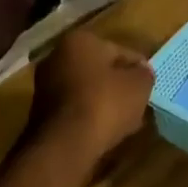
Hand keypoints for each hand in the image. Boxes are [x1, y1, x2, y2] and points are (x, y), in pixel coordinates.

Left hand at [32, 29, 154, 158]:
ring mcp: (45, 85)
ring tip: (123, 121)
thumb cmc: (104, 104)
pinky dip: (88, 116)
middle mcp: (57, 56)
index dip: (137, 68)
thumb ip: (144, 74)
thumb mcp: (139, 85)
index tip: (148, 85)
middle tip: (136, 101)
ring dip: (103, 102)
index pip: (120, 51)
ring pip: (86, 90)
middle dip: (117, 84)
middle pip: (99, 69)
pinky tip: (103, 132)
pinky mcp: (39, 113)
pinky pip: (74, 109)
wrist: (63, 146)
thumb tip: (141, 73)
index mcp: (80, 40)